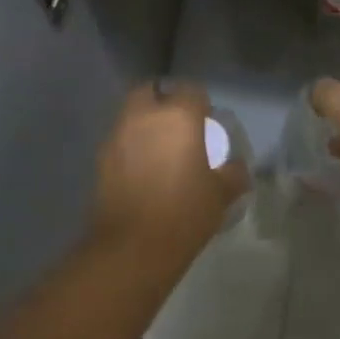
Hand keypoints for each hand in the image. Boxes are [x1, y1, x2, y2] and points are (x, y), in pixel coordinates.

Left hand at [91, 81, 249, 267]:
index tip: (206, 123)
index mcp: (178, 115)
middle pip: (152, 91)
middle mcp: (145, 115)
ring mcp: (118, 134)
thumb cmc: (184, 214)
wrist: (132, 248)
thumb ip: (233, 174)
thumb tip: (238, 167)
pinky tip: (140, 169)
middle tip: (177, 127)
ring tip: (158, 149)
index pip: (192, 90)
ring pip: (131, 113)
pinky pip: (119, 139)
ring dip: (143, 122)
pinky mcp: (100, 157)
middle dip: (163, 101)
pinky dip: (129, 145)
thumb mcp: (220, 195)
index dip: (200, 104)